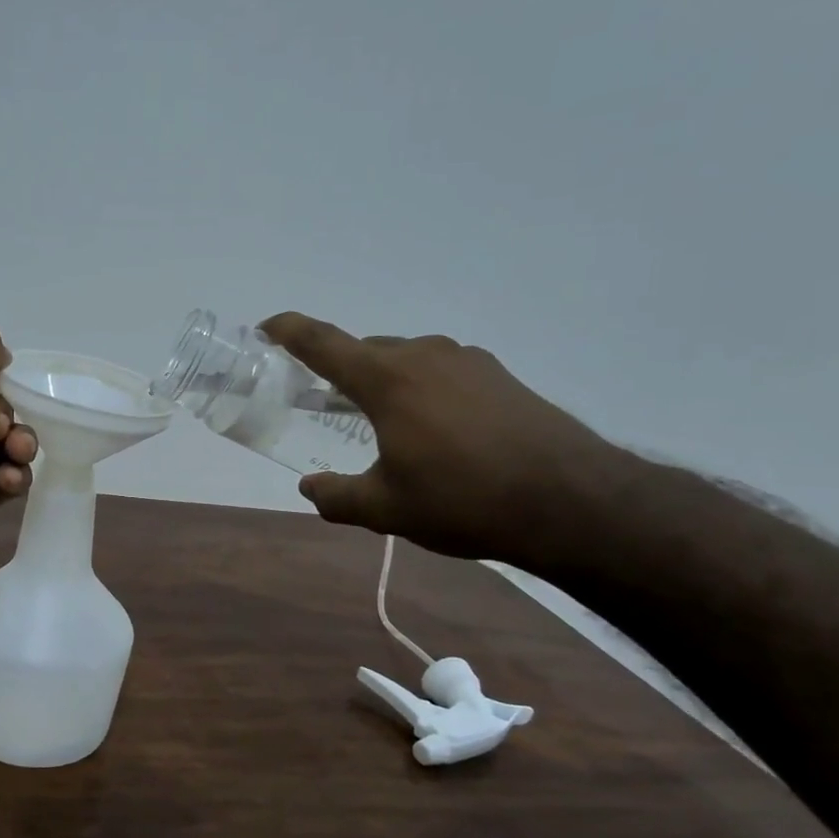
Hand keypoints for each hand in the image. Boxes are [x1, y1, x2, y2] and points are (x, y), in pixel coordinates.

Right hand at [259, 312, 622, 562]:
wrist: (571, 501)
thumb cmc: (463, 500)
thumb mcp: (385, 510)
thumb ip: (336, 497)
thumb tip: (310, 487)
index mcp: (386, 380)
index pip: (323, 343)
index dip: (289, 331)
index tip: (267, 327)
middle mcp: (423, 356)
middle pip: (365, 351)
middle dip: (337, 370)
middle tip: (321, 399)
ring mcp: (466, 361)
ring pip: (405, 360)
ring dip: (381, 380)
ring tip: (378, 419)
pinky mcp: (498, 376)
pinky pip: (440, 370)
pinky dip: (419, 388)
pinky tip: (431, 426)